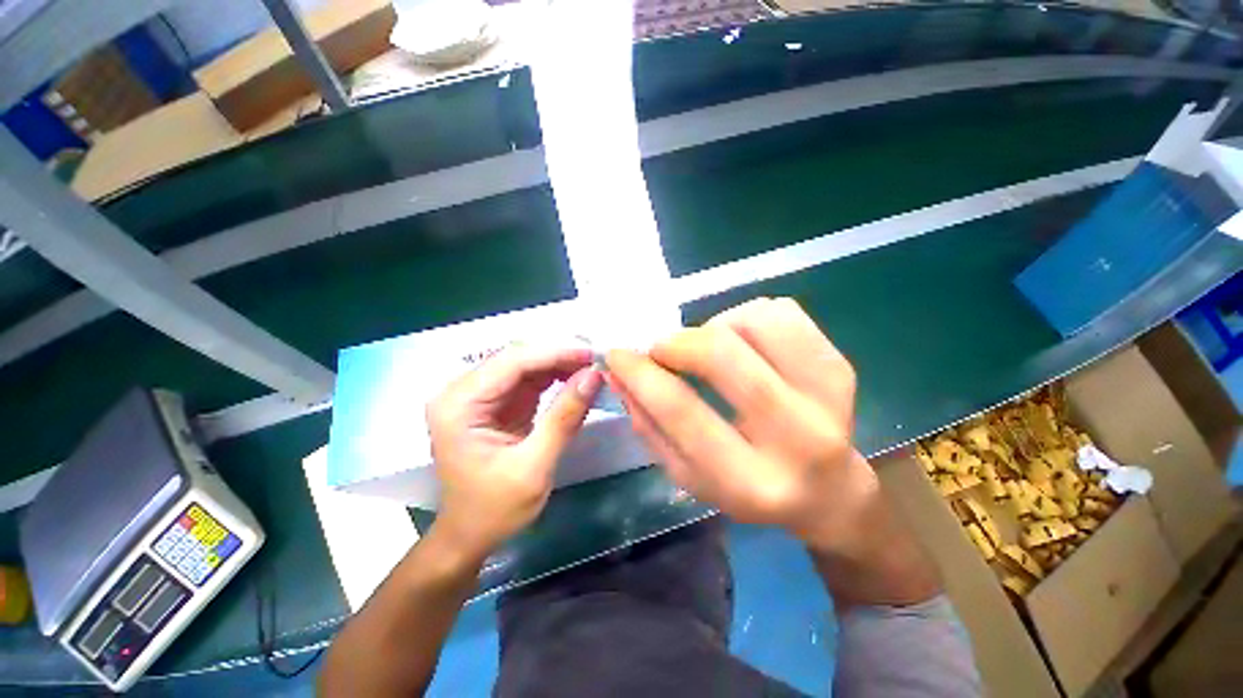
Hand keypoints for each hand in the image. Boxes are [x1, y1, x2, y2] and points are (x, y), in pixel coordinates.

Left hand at [427, 345, 602, 560]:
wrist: (469, 536)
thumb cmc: (494, 510)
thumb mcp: (534, 467)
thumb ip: (564, 418)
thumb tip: (593, 376)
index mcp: (458, 405)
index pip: (511, 362)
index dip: (554, 354)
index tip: (591, 355)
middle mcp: (463, 392)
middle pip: (516, 358)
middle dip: (558, 357)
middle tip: (596, 361)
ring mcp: (478, 395)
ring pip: (524, 365)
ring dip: (558, 365)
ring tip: (591, 369)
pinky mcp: (495, 403)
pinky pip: (527, 380)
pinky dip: (553, 378)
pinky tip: (575, 380)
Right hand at [605, 297, 877, 556]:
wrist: (828, 491)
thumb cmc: (747, 488)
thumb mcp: (688, 475)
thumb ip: (650, 425)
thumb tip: (620, 374)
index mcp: (749, 480)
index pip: (681, 411)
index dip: (640, 374)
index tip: (617, 354)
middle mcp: (796, 437)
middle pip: (722, 356)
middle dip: (676, 343)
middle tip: (661, 349)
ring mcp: (826, 396)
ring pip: (752, 322)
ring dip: (714, 328)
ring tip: (709, 350)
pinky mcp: (840, 366)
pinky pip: (781, 312)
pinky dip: (746, 317)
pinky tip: (743, 343)